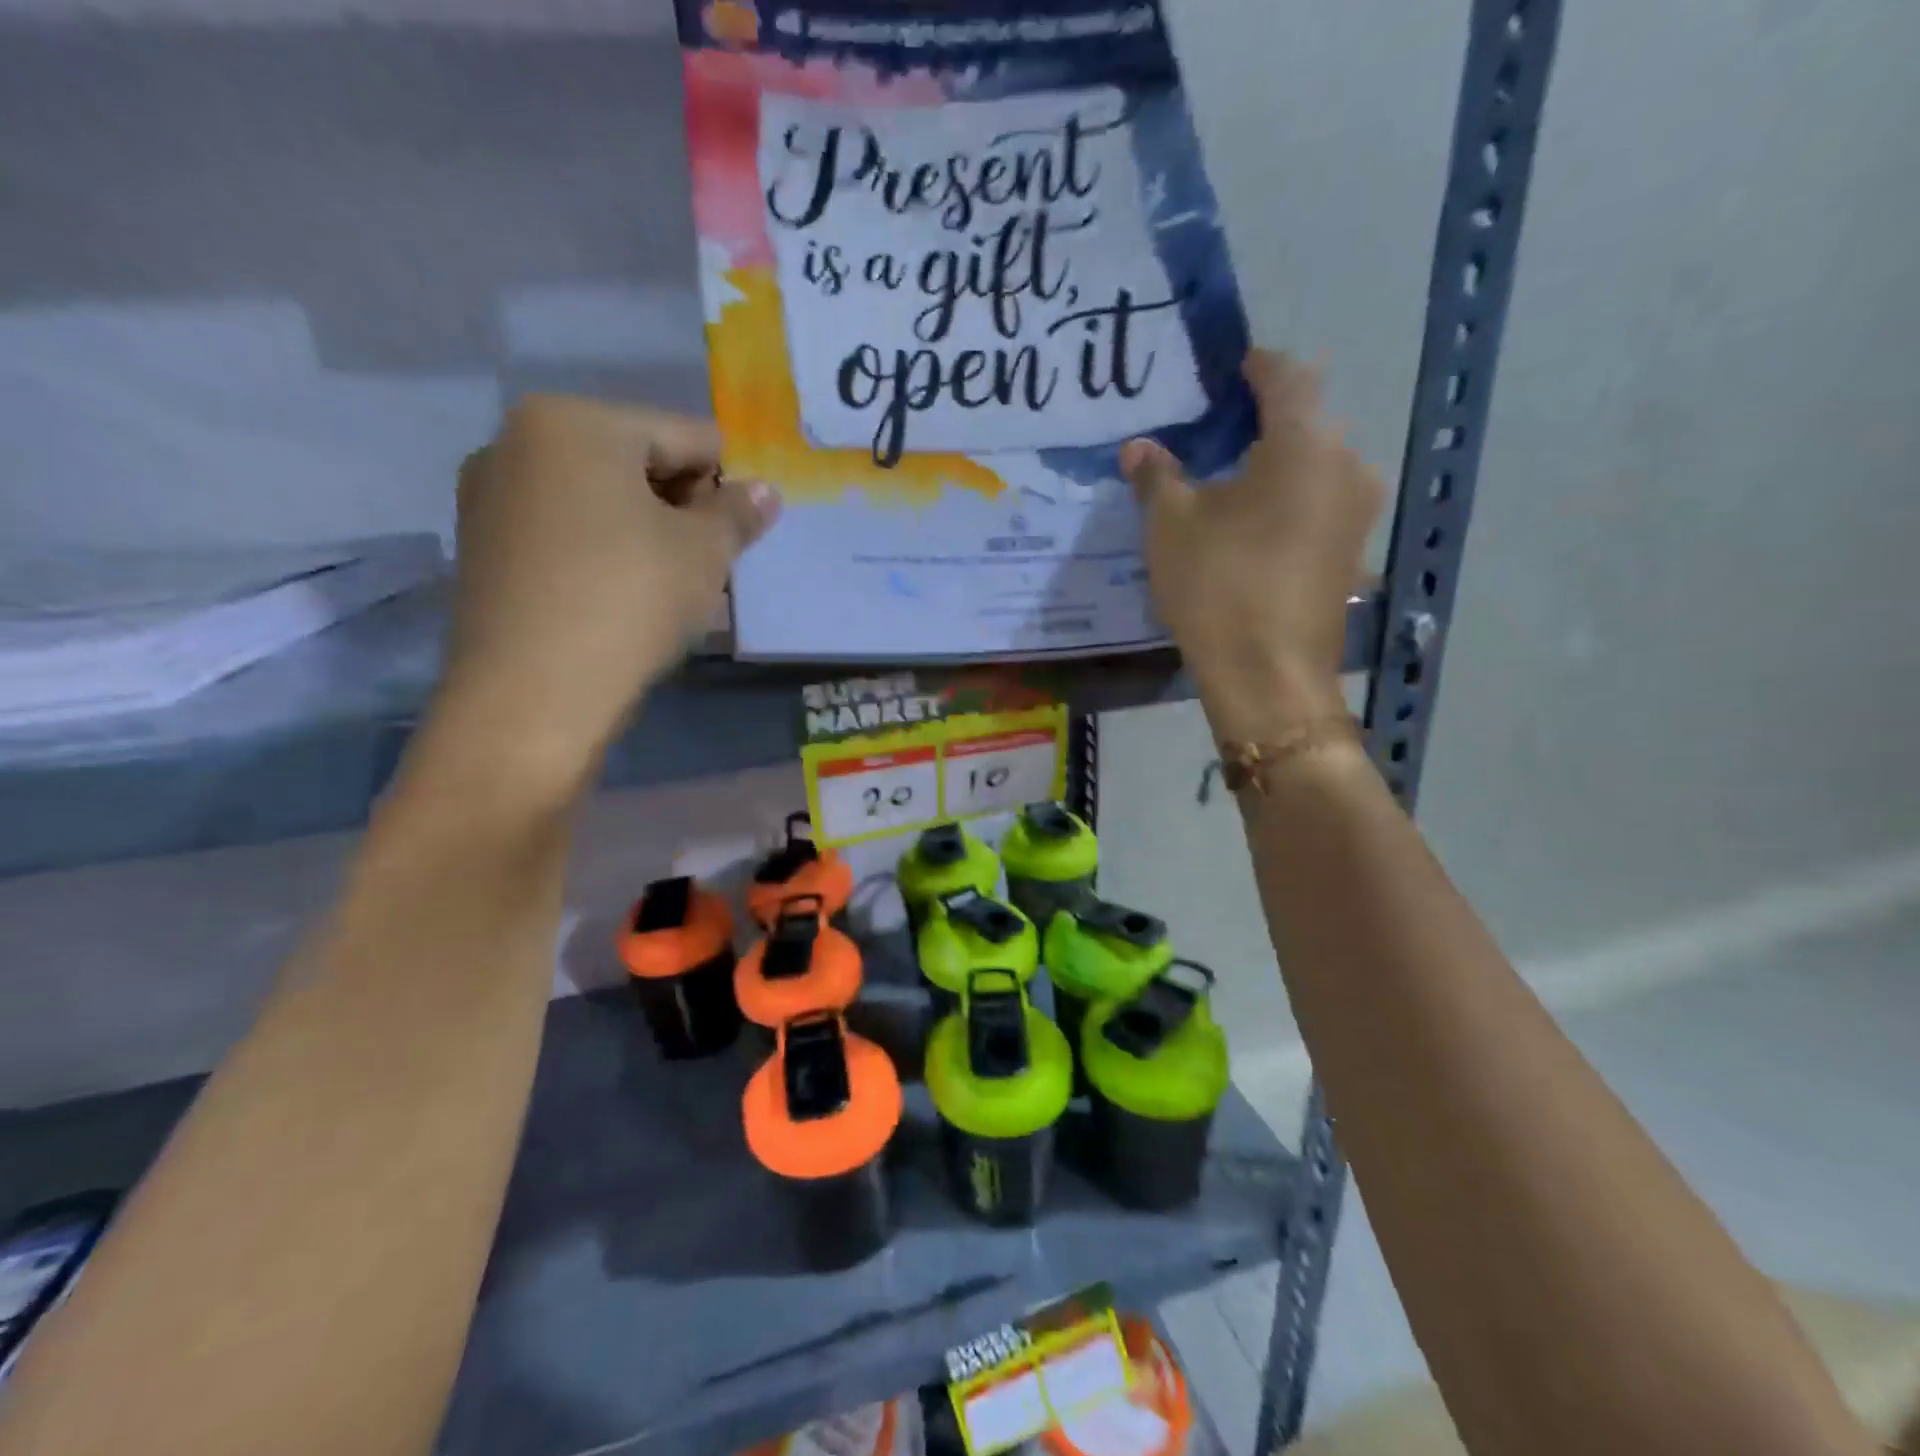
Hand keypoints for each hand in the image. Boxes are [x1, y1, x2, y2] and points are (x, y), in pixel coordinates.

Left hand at [424, 396, 778, 798]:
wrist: (533, 693)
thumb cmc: (629, 600)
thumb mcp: (704, 553)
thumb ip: (738, 513)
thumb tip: (765, 491)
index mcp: (575, 422)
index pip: (685, 436)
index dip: (729, 482)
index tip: (747, 530)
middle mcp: (519, 441)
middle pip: (636, 460)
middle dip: (683, 506)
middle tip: (711, 561)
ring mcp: (491, 494)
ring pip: (599, 499)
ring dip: (646, 529)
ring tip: (671, 585)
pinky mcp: (482, 546)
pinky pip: (564, 530)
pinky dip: (603, 550)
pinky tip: (623, 596)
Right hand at [1121, 350, 1381, 743]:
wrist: (1269, 677)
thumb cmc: (1218, 587)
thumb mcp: (1171, 526)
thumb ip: (1156, 476)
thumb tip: (1140, 447)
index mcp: (1304, 443)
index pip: (1285, 376)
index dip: (1254, 366)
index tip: (1225, 369)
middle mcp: (1346, 465)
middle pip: (1305, 420)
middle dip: (1261, 418)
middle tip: (1213, 430)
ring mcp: (1357, 512)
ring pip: (1315, 464)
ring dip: (1275, 461)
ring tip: (1227, 480)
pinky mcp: (1352, 551)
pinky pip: (1320, 502)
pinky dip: (1288, 498)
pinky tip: (1251, 523)